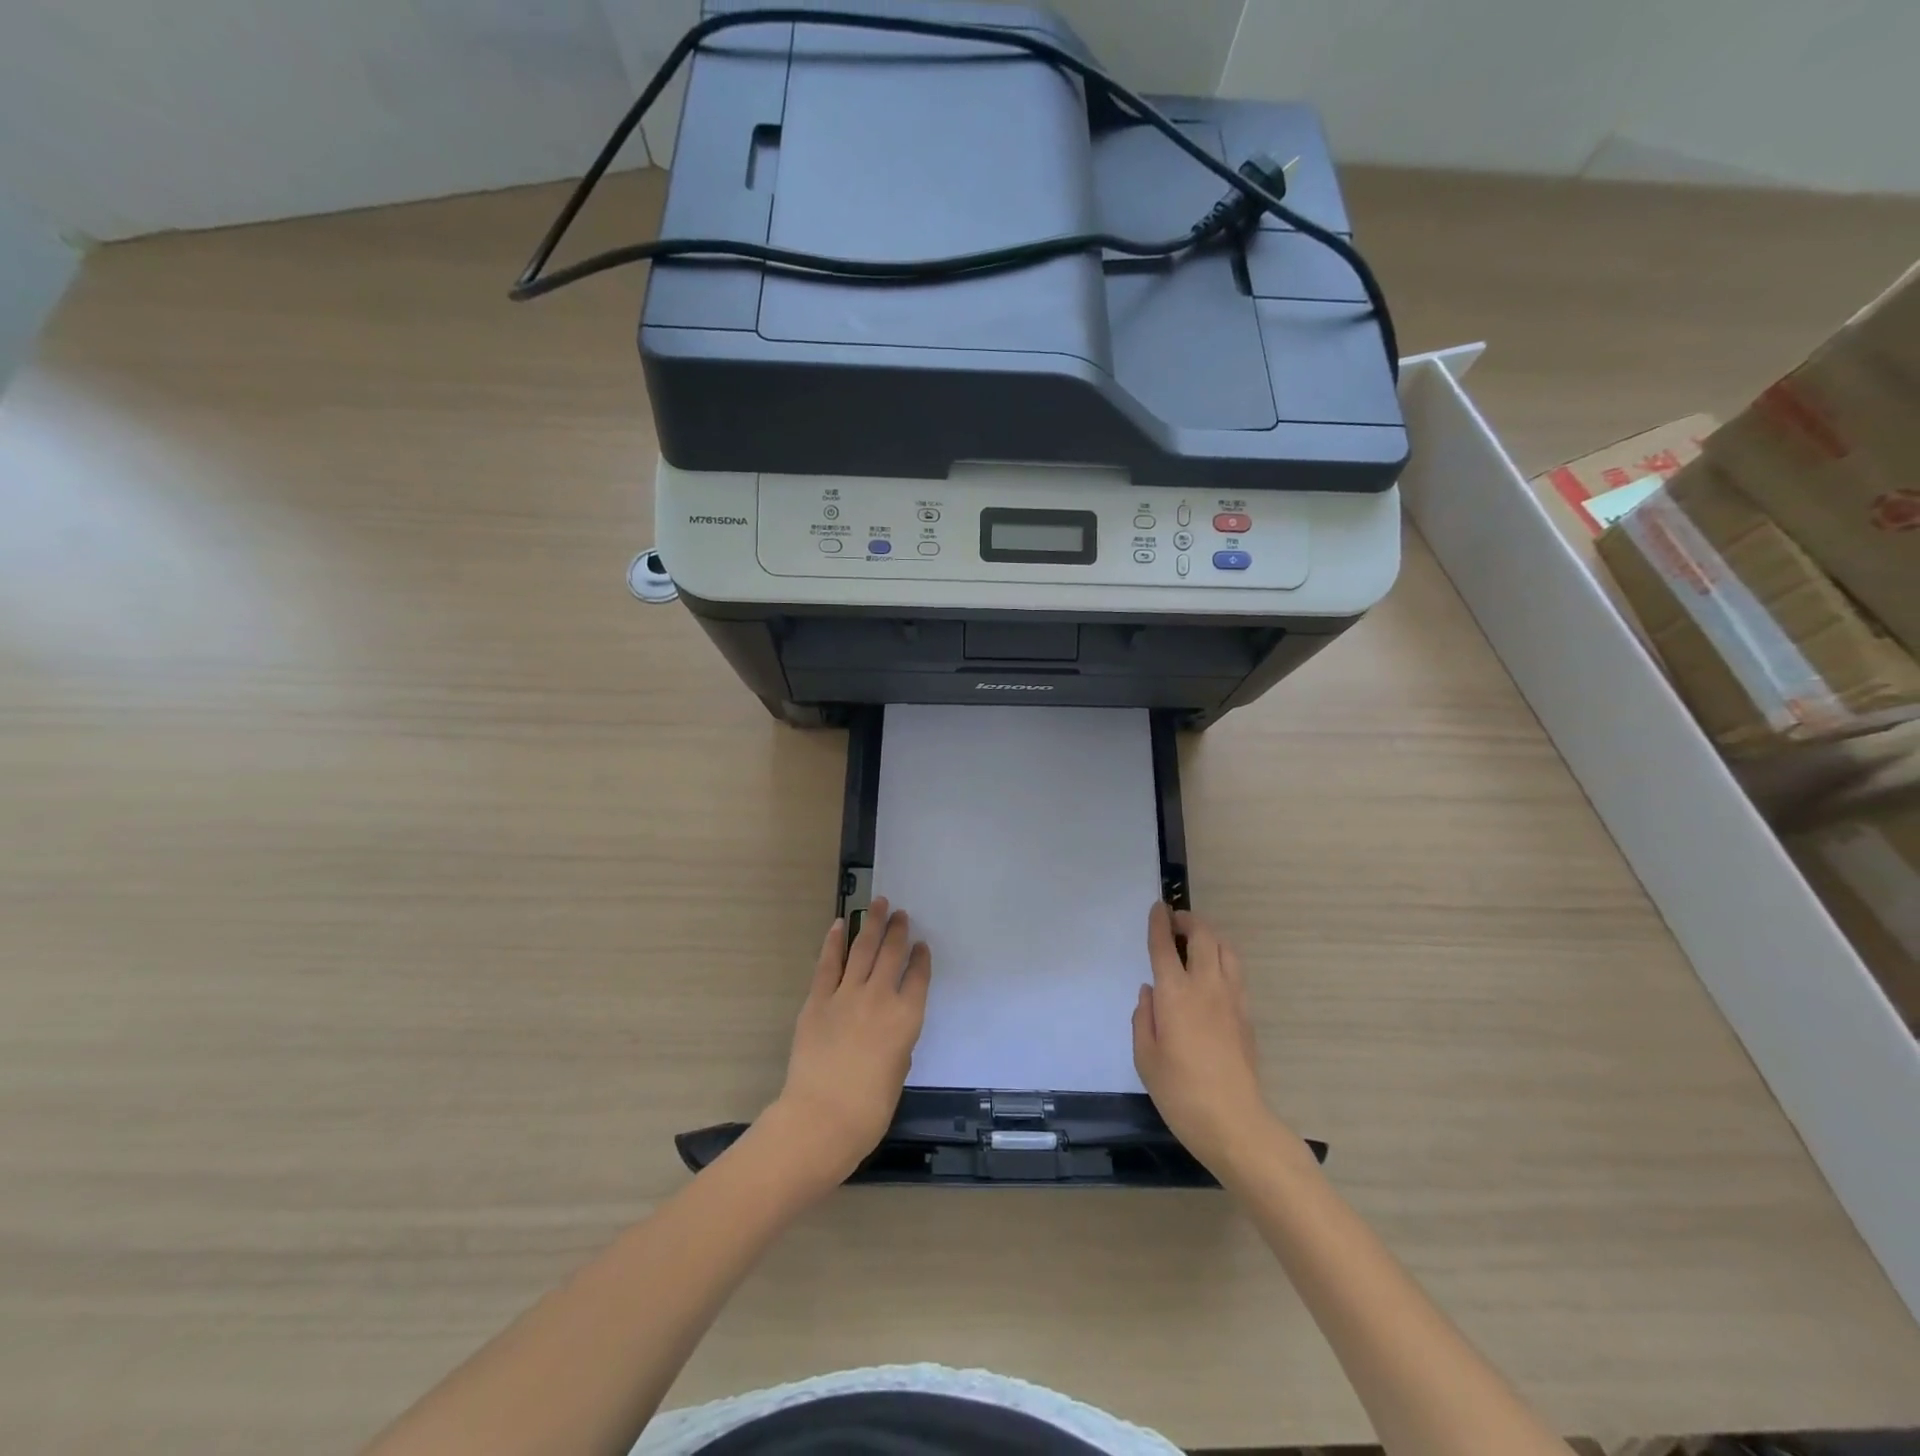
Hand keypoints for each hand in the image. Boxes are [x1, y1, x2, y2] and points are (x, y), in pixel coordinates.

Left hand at [772, 898, 930, 1185]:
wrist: (822, 1116)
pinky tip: (839, 924)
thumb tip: (889, 1027)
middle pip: (891, 954)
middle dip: (897, 931)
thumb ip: (898, 1042)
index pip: (918, 977)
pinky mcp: (818, 999)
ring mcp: (847, 994)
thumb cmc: (869, 1109)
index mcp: (907, 1018)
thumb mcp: (898, 1072)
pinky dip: (834, 941)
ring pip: (863, 949)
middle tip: (900, 914)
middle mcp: (880, 997)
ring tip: (878, 903)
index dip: (921, 958)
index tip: (921, 945)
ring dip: (871, 924)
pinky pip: (828, 963)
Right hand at [1133, 902, 1281, 1175]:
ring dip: (1211, 936)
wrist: (1235, 1123)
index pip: (1166, 946)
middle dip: (1189, 921)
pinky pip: (1236, 972)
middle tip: (1176, 921)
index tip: (1158, 907)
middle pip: (1203, 937)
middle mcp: (1206, 986)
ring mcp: (1232, 999)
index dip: (1160, 923)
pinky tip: (1213, 974)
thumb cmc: (1180, 1092)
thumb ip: (1144, 1018)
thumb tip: (1150, 993)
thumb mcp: (1145, 1058)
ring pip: (1226, 950)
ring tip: (1197, 941)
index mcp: (1175, 994)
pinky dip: (1223, 959)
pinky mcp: (1247, 1015)